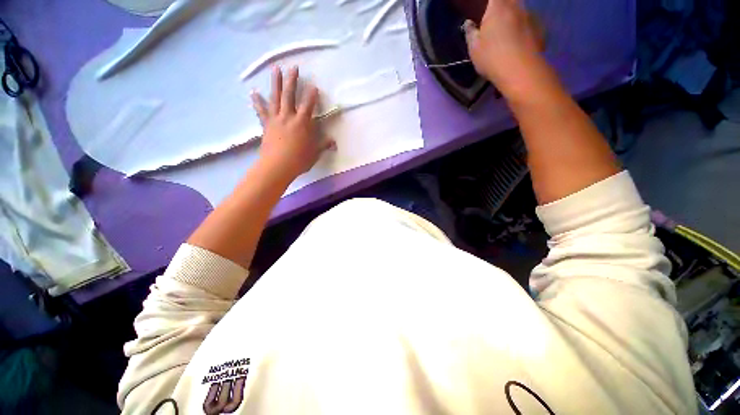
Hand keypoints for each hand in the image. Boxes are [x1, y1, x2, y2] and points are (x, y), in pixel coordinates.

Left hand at [251, 66, 334, 181]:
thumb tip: (334, 143)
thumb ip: (324, 145)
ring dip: (276, 82)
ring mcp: (276, 119)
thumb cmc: (299, 160)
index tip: (314, 86)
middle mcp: (288, 117)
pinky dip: (257, 101)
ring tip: (276, 69)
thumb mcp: (315, 153)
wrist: (277, 166)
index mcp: (302, 123)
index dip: (312, 95)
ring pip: (276, 97)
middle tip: (293, 67)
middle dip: (293, 80)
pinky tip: (253, 92)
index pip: (308, 105)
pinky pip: (261, 110)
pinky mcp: (266, 124)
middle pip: (290, 95)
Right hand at [464, 0, 547, 98]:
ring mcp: (531, 16)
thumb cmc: (492, 57)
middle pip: (509, 1)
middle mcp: (516, 6)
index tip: (484, 10)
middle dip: (502, 7)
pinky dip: (525, 29)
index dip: (489, 3)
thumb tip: (468, 24)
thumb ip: (471, 33)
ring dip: (515, 17)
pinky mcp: (541, 29)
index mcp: (497, 7)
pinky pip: (530, 23)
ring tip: (508, 33)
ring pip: (521, 11)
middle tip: (495, 20)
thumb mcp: (474, 49)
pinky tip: (520, 42)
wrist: (520, 71)